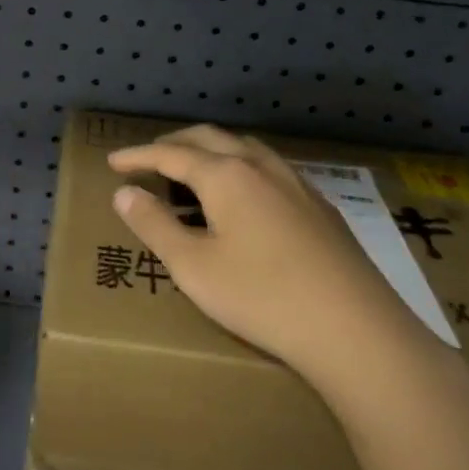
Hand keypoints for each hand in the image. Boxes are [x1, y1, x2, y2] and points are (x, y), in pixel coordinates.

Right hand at [109, 126, 446, 403]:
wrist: (355, 330)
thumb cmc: (261, 296)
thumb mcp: (192, 266)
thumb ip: (154, 225)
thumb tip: (125, 193)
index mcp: (225, 175)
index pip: (170, 154)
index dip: (138, 156)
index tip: (113, 162)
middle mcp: (260, 166)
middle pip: (209, 139)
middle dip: (174, 144)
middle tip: (149, 157)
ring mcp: (296, 183)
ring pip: (245, 148)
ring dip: (212, 150)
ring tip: (194, 168)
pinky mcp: (320, 207)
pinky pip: (270, 168)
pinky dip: (241, 167)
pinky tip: (247, 195)